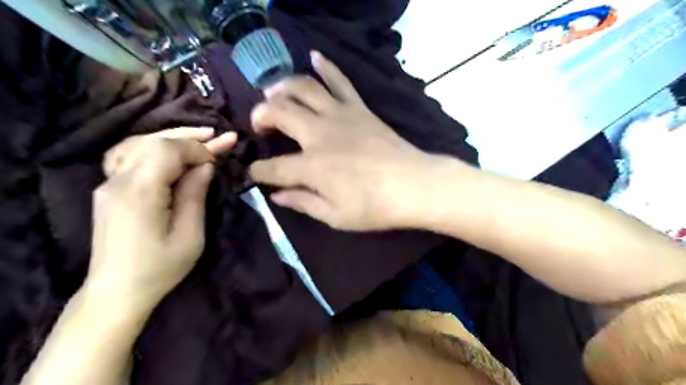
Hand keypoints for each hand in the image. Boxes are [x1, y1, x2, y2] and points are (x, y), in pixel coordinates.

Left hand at [85, 128, 237, 313]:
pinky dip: (151, 145)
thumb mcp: (189, 235)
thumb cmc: (160, 268)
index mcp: (140, 192)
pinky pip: (127, 155)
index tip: (222, 153)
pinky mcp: (108, 190)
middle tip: (218, 135)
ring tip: (198, 135)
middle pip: (153, 142)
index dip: (198, 148)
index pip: (168, 151)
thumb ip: (195, 194)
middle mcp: (118, 181)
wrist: (117, 292)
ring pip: (138, 144)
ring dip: (170, 136)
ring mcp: (108, 184)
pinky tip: (166, 148)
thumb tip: (205, 166)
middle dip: (189, 136)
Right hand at [249, 51, 451, 230]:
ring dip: (282, 87)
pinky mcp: (359, 108)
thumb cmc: (376, 207)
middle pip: (279, 112)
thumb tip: (276, 195)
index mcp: (312, 167)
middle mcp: (319, 135)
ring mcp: (340, 116)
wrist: (415, 185)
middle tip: (260, 125)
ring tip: (273, 92)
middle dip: (260, 115)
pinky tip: (314, 56)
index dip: (258, 171)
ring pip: (303, 88)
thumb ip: (303, 203)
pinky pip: (340, 80)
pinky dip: (326, 66)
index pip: (273, 167)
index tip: (254, 173)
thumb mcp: (336, 216)